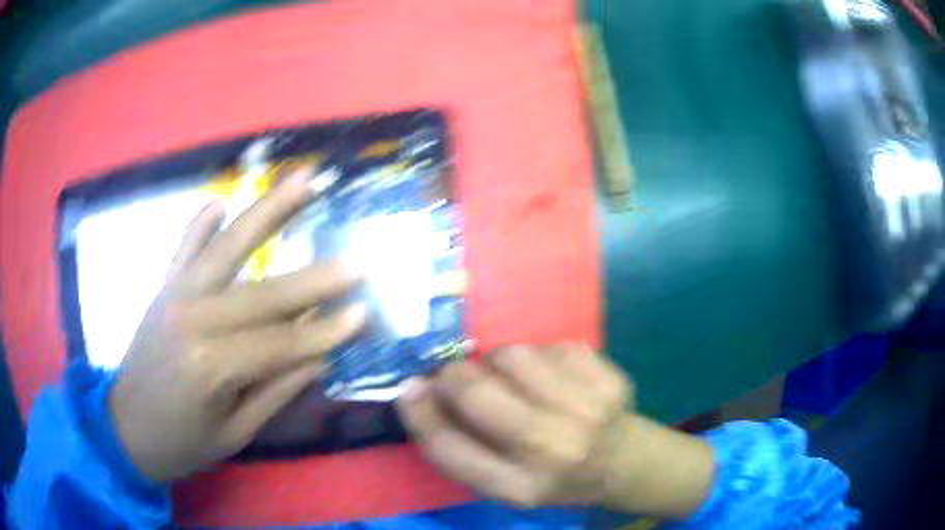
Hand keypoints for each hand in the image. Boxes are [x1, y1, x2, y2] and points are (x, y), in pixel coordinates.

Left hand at [109, 172, 366, 482]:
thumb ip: (275, 390)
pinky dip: (200, 224)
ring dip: (268, 212)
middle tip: (358, 262)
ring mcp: (173, 295)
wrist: (126, 429)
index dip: (322, 333)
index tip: (363, 315)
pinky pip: (183, 247)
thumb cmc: (182, 443)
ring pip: (228, 248)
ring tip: (305, 180)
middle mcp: (191, 319)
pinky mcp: (163, 288)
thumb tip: (319, 356)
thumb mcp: (235, 432)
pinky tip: (220, 200)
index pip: (278, 343)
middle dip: (314, 280)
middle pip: (262, 294)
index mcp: (209, 366)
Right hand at [397, 344, 633, 507]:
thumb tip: (417, 390)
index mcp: (519, 488)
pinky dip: (539, 356)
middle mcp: (552, 451)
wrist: (622, 462)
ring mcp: (586, 411)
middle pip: (476, 393)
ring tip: (511, 379)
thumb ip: (461, 447)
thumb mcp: (504, 484)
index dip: (420, 414)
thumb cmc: (553, 477)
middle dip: (452, 375)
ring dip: (497, 362)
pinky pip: (550, 345)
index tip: (409, 389)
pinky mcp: (608, 378)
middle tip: (454, 375)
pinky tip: (553, 377)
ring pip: (511, 356)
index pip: (449, 448)